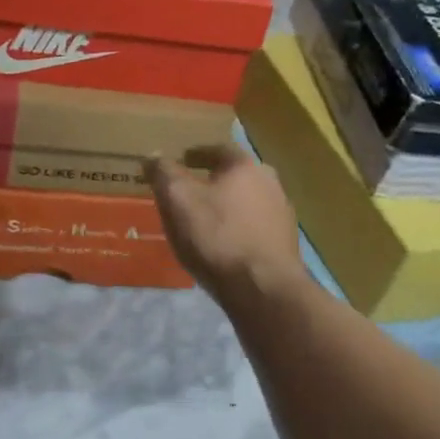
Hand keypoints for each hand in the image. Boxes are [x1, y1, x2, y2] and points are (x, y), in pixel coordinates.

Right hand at [147, 146, 308, 305]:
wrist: (263, 289)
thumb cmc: (217, 236)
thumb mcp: (177, 199)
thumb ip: (163, 172)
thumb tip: (153, 156)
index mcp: (245, 166)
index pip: (218, 149)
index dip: (197, 154)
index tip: (181, 160)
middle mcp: (270, 183)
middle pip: (236, 175)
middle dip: (213, 180)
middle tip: (191, 190)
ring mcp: (282, 215)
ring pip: (247, 201)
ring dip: (227, 205)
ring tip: (204, 219)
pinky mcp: (285, 244)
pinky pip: (254, 226)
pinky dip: (237, 227)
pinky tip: (223, 244)